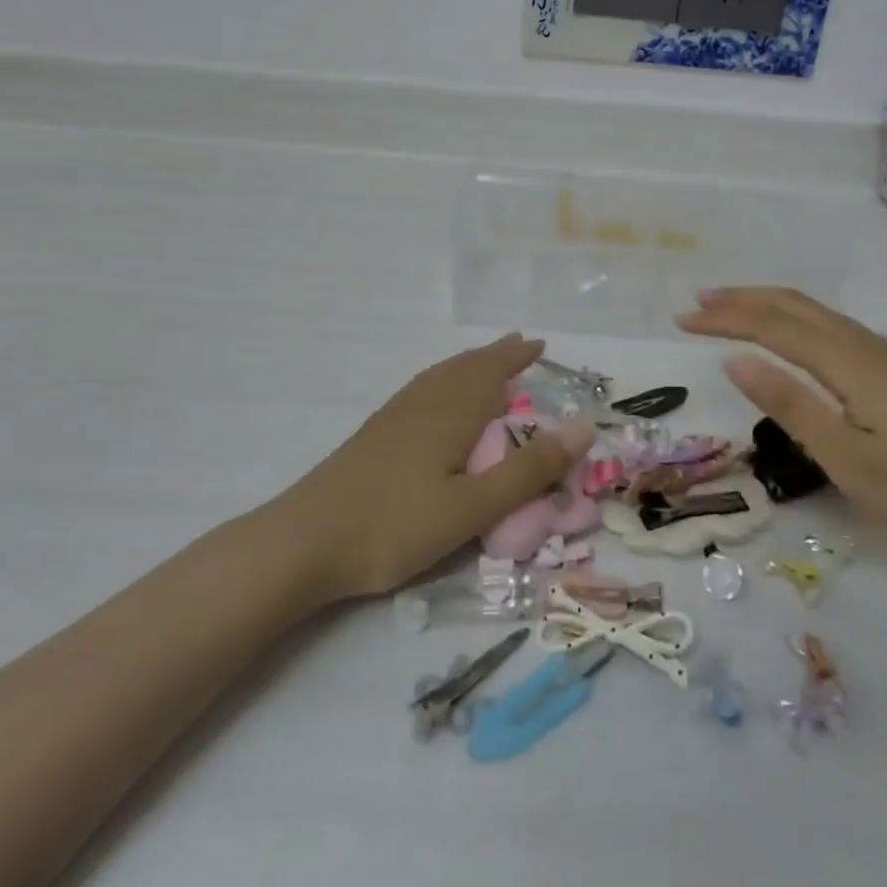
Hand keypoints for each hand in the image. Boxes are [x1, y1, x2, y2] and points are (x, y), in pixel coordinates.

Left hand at [281, 334, 590, 600]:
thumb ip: (528, 471)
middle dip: (494, 356)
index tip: (539, 344)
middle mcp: (422, 404)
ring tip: (483, 363)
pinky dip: (441, 381)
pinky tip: (434, 400)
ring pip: (438, 377)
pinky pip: (420, 391)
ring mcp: (393, 418)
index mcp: (450, 413)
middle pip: (464, 368)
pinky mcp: (373, 436)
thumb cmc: (395, 525)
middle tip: (519, 346)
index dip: (516, 357)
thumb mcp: (473, 507)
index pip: (491, 372)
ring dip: (467, 364)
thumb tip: (584, 429)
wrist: (303, 542)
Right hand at [678, 288, 886, 570]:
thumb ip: (791, 405)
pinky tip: (791, 336)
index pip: (773, 326)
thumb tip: (735, 359)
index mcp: (850, 363)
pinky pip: (833, 328)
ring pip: (817, 313)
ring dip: (769, 305)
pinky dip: (796, 320)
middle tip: (698, 301)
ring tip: (732, 309)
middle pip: (795, 306)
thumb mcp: (848, 460)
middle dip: (743, 299)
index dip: (726, 319)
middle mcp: (866, 346)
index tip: (683, 319)